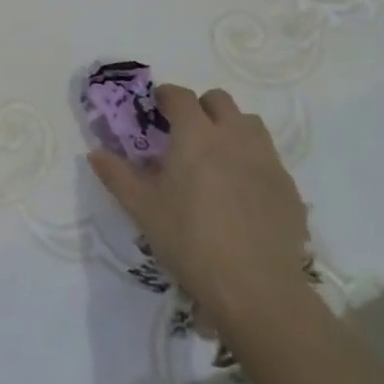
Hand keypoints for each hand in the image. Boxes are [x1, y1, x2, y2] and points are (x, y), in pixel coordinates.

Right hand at [88, 85, 311, 328]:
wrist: (254, 287)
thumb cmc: (189, 240)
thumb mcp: (142, 208)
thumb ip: (116, 175)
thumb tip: (95, 153)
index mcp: (196, 134)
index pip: (180, 96)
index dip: (165, 96)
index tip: (155, 109)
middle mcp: (234, 136)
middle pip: (219, 101)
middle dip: (200, 108)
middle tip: (184, 134)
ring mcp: (266, 159)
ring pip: (249, 124)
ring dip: (230, 128)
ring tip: (216, 157)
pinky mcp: (288, 186)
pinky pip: (268, 158)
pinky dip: (251, 161)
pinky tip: (241, 192)